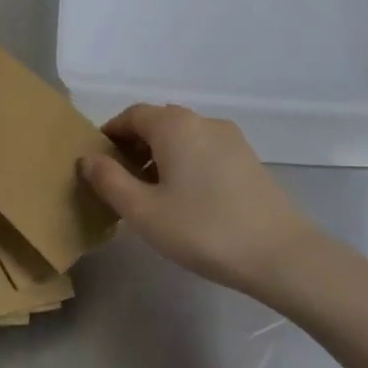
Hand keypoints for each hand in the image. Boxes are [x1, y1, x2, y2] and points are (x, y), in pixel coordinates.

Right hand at [78, 104, 317, 297]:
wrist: (279, 253)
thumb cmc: (202, 229)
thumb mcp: (144, 211)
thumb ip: (109, 181)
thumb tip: (88, 158)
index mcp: (174, 125)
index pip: (132, 115)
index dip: (110, 134)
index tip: (97, 162)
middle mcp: (202, 121)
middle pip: (158, 122)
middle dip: (134, 146)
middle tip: (119, 182)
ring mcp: (230, 138)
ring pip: (183, 137)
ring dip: (160, 156)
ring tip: (150, 194)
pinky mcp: (248, 158)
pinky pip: (204, 149)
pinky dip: (185, 163)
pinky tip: (185, 199)